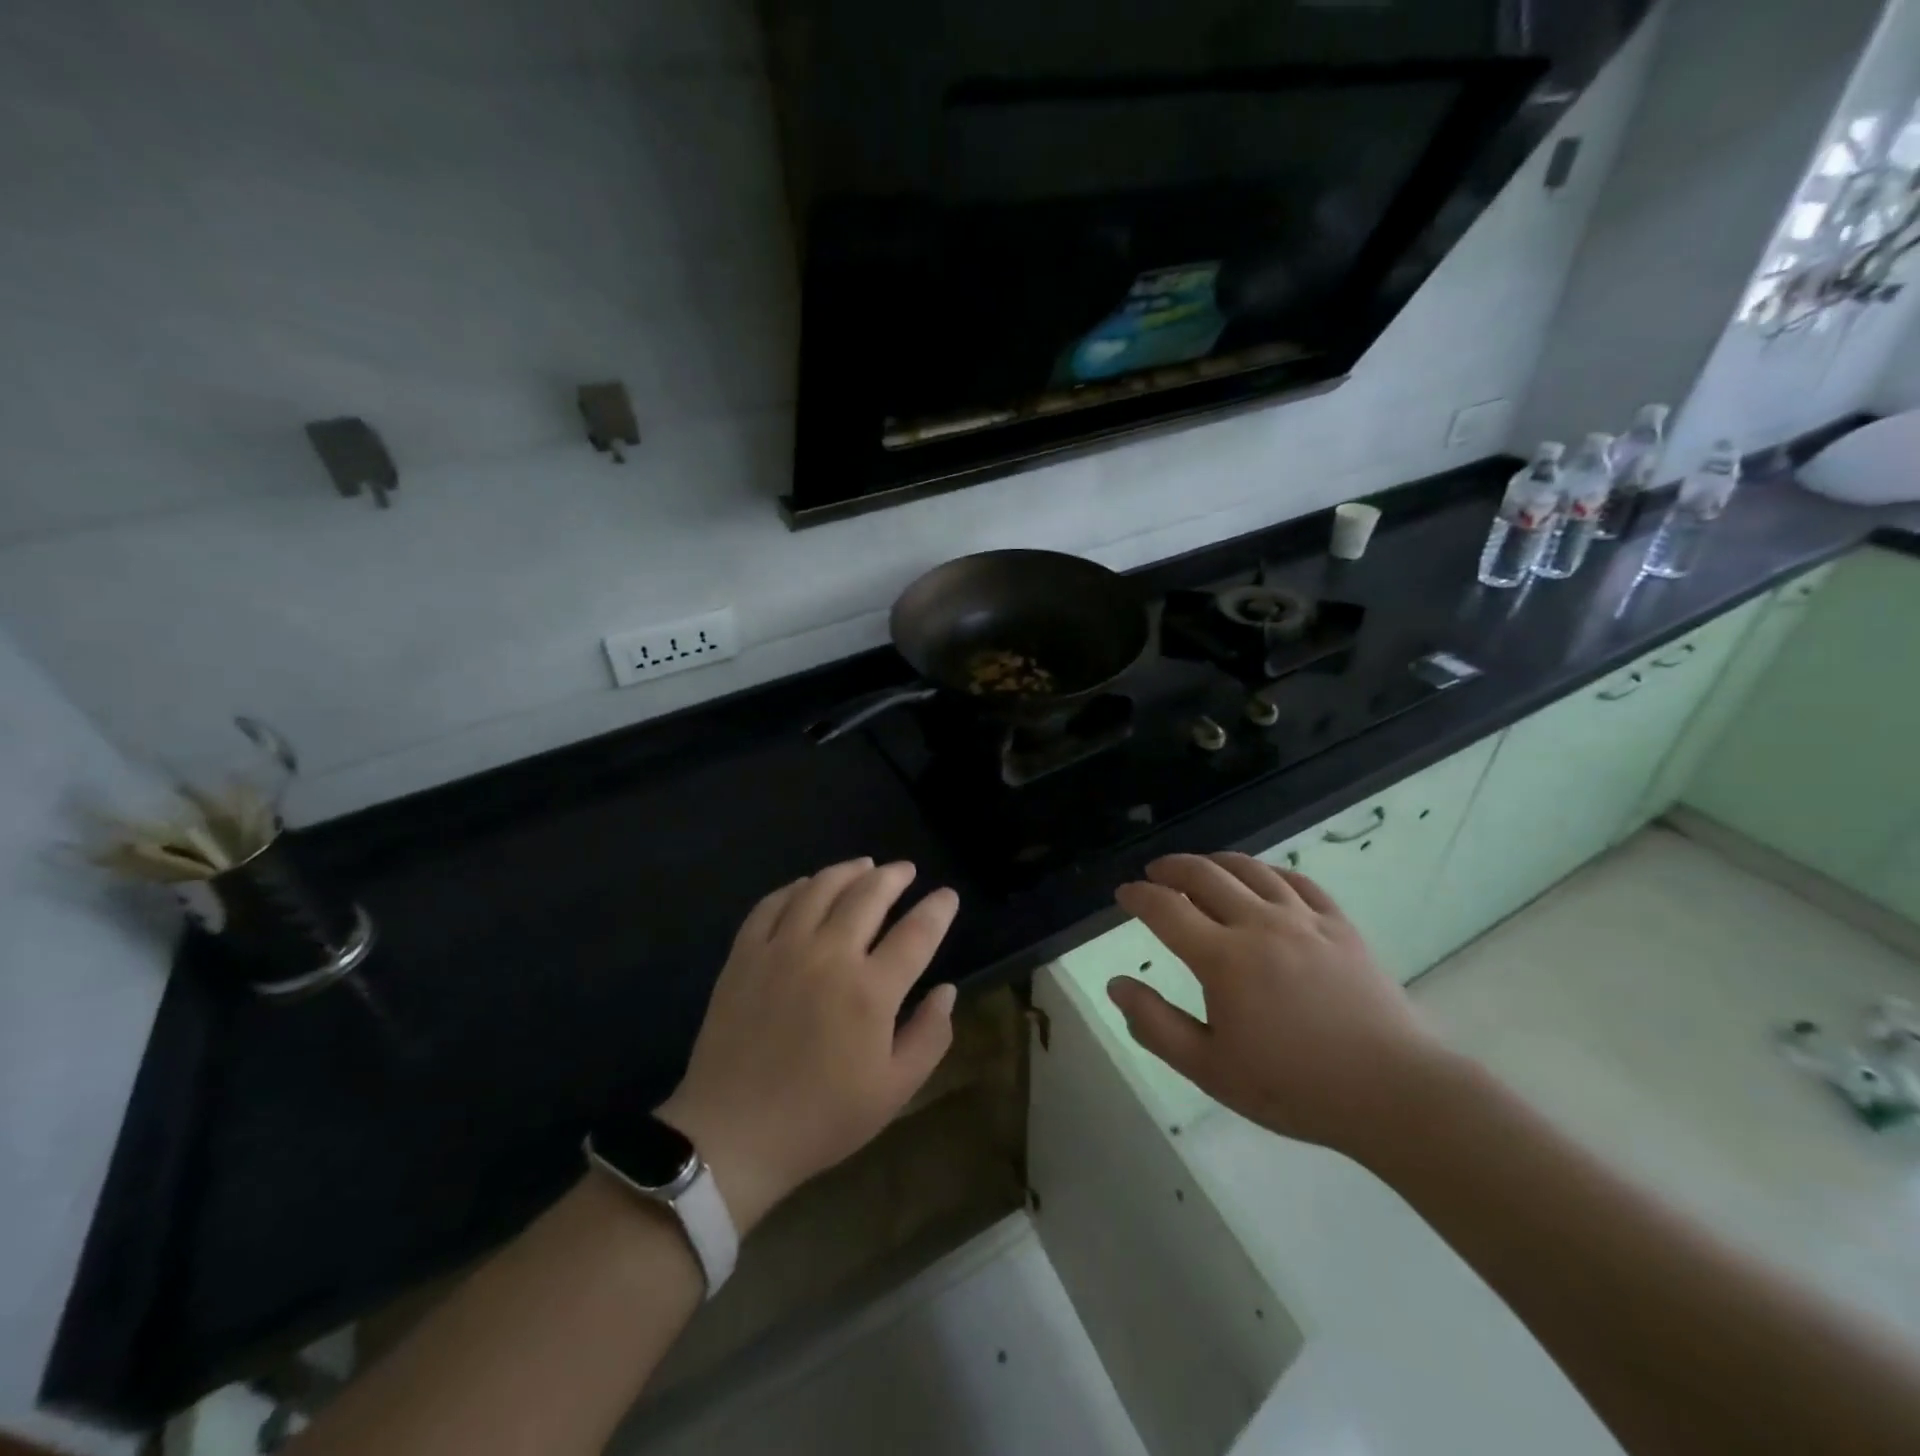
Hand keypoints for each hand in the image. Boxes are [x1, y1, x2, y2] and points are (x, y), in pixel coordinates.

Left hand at [658, 858, 959, 1233]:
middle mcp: (829, 955)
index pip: (917, 932)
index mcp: (871, 991)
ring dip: (848, 870)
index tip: (947, 896)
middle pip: (868, 895)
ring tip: (865, 865)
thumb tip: (947, 990)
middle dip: (894, 876)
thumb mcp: (893, 1091)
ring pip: (820, 888)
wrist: (732, 1135)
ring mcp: (782, 949)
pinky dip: (796, 887)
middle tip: (906, 870)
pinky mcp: (745, 954)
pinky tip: (808, 886)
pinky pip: (772, 903)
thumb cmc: (821, 1118)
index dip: (938, 909)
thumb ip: (929, 1036)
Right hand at [1106, 852, 1452, 1158]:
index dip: (1138, 896)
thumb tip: (1116, 984)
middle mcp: (1259, 924)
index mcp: (1223, 958)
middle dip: (1170, 867)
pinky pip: (1297, 881)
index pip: (1166, 909)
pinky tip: (1260, 878)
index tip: (1123, 894)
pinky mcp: (1339, 925)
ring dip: (1215, 861)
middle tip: (1154, 873)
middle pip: (1204, 874)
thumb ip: (1155, 1025)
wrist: (1393, 1093)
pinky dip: (1268, 871)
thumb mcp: (1210, 1069)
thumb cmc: (1294, 1087)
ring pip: (1249, 869)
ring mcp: (1303, 920)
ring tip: (1199, 867)